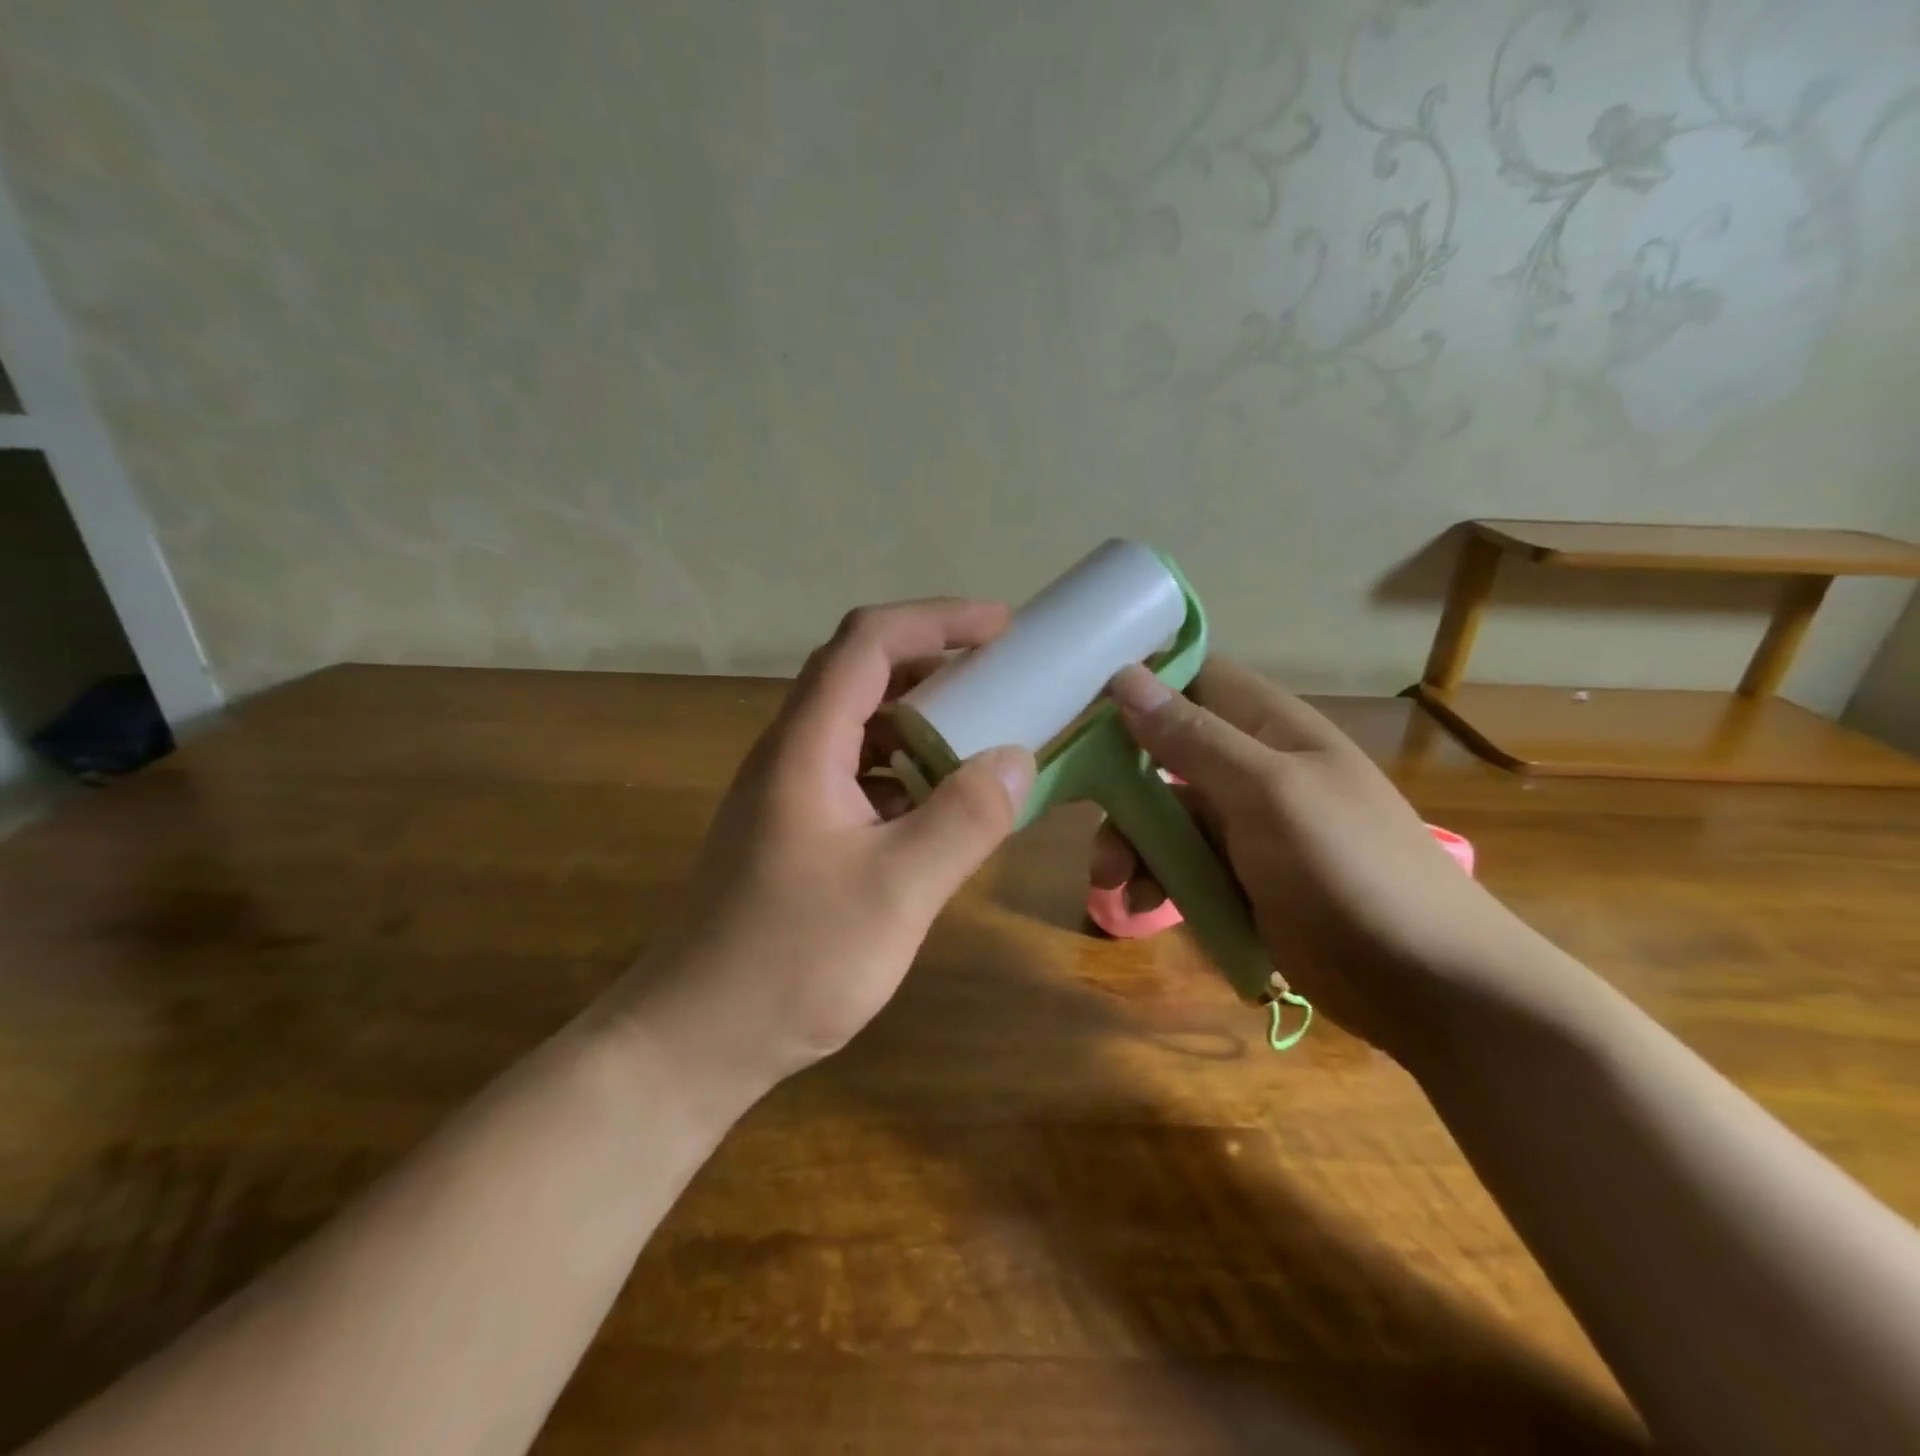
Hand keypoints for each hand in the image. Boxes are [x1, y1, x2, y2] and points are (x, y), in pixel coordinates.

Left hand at [625, 599, 1035, 1096]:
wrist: (695, 1040)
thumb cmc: (791, 962)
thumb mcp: (896, 891)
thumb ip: (963, 819)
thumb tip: (1017, 757)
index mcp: (805, 746)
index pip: (868, 642)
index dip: (937, 619)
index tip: (1003, 627)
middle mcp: (791, 754)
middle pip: (861, 673)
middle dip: (935, 662)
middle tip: (1003, 676)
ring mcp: (789, 793)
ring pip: (860, 725)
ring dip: (921, 717)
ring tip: (984, 732)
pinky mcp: (796, 831)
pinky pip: (858, 774)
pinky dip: (906, 768)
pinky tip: (941, 803)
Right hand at [1096, 660, 1544, 1059]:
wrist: (1423, 983)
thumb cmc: (1348, 868)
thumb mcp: (1267, 794)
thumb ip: (1193, 738)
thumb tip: (1124, 676)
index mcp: (1268, 726)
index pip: (1193, 678)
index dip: (1138, 682)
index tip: (1077, 704)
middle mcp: (1251, 766)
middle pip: (1162, 751)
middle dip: (1118, 782)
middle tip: (1080, 811)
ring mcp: (1243, 824)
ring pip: (1161, 813)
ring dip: (1129, 842)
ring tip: (1111, 884)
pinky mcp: (1237, 875)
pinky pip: (1178, 862)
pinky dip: (1152, 879)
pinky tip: (1138, 906)